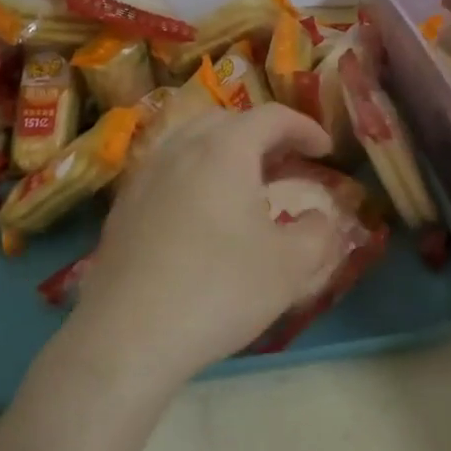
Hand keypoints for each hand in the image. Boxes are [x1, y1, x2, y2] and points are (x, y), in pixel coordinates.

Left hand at [61, 106, 349, 392]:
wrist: (127, 334)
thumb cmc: (217, 290)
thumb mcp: (289, 267)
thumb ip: (319, 234)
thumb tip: (323, 217)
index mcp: (224, 149)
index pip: (271, 117)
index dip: (304, 127)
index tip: (325, 150)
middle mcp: (181, 147)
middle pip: (227, 120)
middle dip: (263, 133)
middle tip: (287, 162)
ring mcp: (145, 173)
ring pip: (191, 139)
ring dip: (225, 148)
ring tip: (245, 182)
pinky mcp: (124, 203)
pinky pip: (167, 167)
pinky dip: (194, 171)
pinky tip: (201, 210)